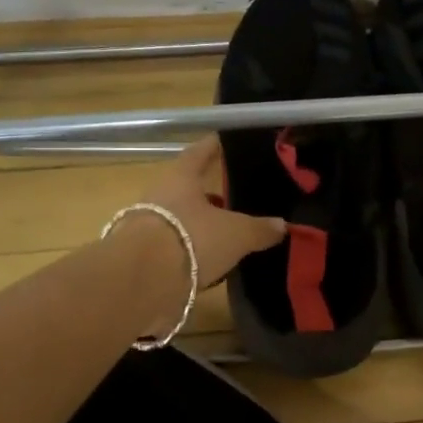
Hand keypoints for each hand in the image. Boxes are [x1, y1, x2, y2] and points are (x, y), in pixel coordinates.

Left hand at [132, 137, 286, 288]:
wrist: (140, 282)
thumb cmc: (191, 239)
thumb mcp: (236, 234)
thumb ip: (259, 229)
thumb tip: (282, 225)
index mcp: (181, 177)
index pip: (199, 152)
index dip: (214, 146)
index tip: (225, 140)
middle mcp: (160, 195)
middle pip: (188, 188)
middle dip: (210, 193)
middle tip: (235, 196)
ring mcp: (147, 225)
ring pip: (180, 218)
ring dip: (200, 224)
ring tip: (227, 233)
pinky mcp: (142, 256)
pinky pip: (173, 245)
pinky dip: (191, 249)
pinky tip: (209, 260)